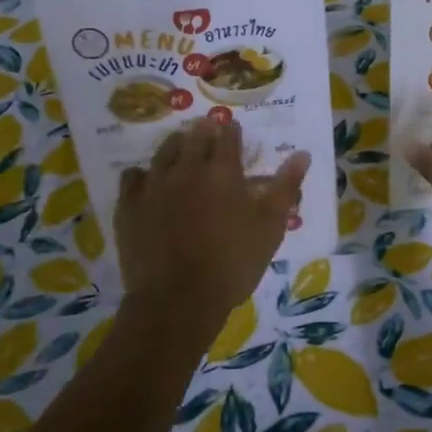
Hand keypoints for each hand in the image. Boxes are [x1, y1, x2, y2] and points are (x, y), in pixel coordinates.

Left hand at [114, 119, 309, 351]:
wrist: (178, 301)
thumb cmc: (232, 265)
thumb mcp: (270, 228)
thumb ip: (285, 188)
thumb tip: (302, 154)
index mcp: (223, 172)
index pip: (229, 137)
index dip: (233, 132)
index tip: (235, 131)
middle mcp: (186, 169)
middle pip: (194, 137)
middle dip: (204, 131)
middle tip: (208, 130)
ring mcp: (154, 186)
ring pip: (164, 152)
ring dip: (176, 145)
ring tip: (181, 148)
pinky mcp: (129, 206)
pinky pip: (132, 177)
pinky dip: (142, 174)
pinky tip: (148, 182)